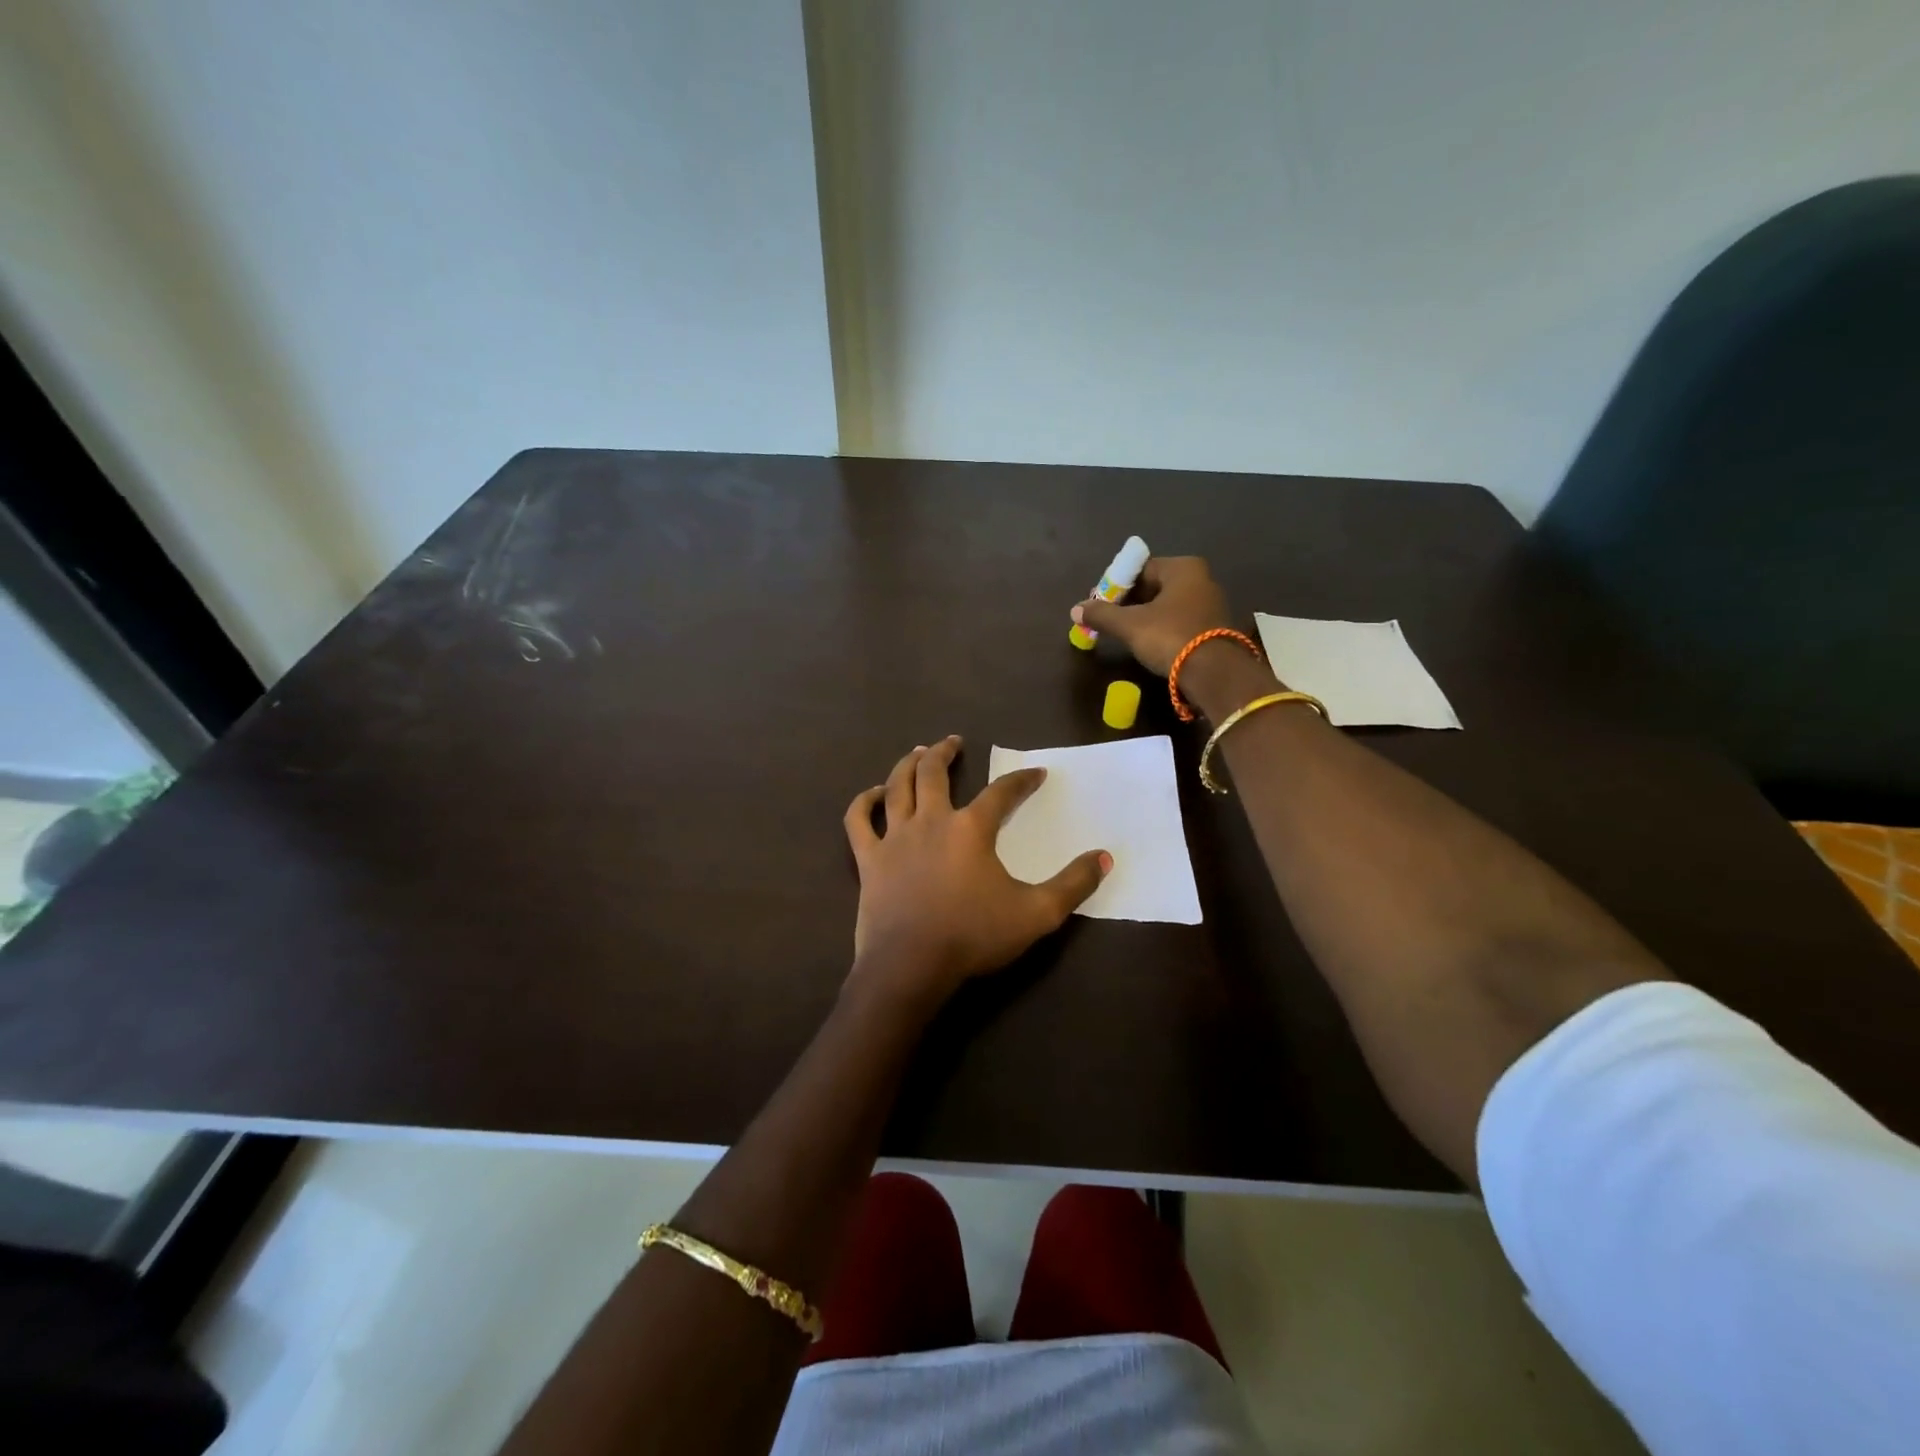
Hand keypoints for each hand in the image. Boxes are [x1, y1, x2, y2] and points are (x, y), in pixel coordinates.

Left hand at [842, 736, 1110, 1006]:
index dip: (1022, 780)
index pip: (1002, 793)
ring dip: (908, 764)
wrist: (911, 967)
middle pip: (934, 773)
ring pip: (897, 786)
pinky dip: (864, 802)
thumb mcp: (1037, 914)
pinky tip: (873, 794)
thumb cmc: (974, 937)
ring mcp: (895, 838)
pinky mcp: (869, 859)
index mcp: (971, 829)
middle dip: (946, 752)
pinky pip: (859, 820)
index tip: (1036, 773)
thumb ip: (1074, 884)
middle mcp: (931, 821)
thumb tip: (1105, 856)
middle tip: (954, 741)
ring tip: (918, 752)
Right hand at [1070, 556, 1233, 676]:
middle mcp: (1201, 579)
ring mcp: (1210, 604)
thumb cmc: (1170, 637)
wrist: (1214, 674)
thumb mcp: (1130, 625)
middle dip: (1129, 603)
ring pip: (1166, 606)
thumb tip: (1075, 609)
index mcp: (1183, 568)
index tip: (1099, 604)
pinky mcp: (1214, 629)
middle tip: (1108, 620)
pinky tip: (1148, 644)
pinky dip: (1162, 629)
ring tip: (1124, 634)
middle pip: (1154, 587)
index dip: (1115, 586)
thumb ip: (1102, 615)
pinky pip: (1179, 622)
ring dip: (1144, 617)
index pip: (1140, 569)